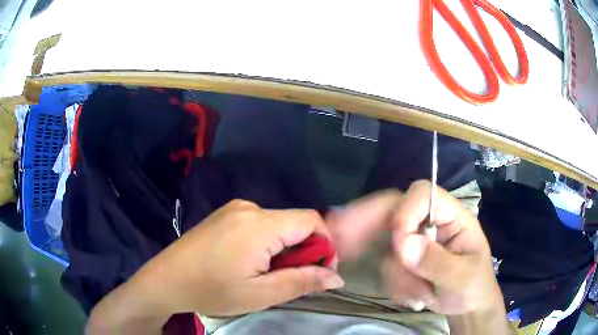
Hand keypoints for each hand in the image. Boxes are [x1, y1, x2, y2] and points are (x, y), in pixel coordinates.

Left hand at [131, 200, 343, 316]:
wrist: (166, 280)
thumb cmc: (212, 290)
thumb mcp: (261, 294)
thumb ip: (302, 282)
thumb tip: (336, 277)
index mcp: (259, 224)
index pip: (311, 221)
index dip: (325, 245)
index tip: (321, 272)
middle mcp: (249, 208)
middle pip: (294, 222)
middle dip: (304, 250)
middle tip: (293, 278)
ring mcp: (234, 209)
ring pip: (277, 225)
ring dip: (285, 248)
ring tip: (270, 274)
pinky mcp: (225, 215)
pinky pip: (260, 224)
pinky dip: (268, 243)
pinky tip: (253, 262)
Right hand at [327, 181, 502, 314]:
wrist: (466, 307)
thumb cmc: (472, 287)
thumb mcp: (461, 277)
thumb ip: (436, 261)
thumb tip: (403, 244)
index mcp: (451, 216)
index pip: (422, 194)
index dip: (405, 212)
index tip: (399, 245)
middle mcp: (430, 223)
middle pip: (393, 210)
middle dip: (367, 225)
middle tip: (337, 232)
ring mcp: (415, 241)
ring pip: (386, 246)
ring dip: (397, 274)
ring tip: (420, 295)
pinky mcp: (405, 258)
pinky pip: (385, 265)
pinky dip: (394, 283)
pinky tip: (412, 295)